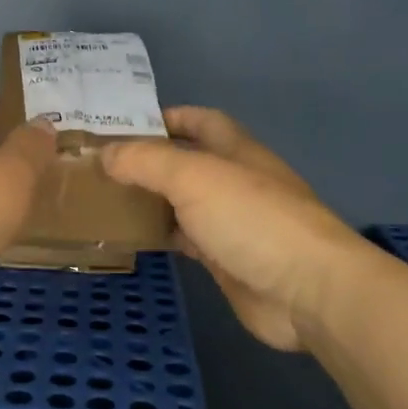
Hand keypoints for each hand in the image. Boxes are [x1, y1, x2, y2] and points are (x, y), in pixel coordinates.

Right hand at [102, 107, 364, 351]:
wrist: (307, 291)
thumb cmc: (252, 219)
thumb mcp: (194, 177)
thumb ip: (145, 161)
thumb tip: (104, 154)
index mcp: (235, 150)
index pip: (199, 120)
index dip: (165, 117)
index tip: (121, 125)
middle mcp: (233, 181)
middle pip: (186, 162)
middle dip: (148, 160)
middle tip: (99, 164)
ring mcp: (231, 222)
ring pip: (182, 201)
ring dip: (150, 198)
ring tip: (104, 197)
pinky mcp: (225, 259)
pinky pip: (184, 238)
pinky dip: (159, 234)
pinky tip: (130, 236)